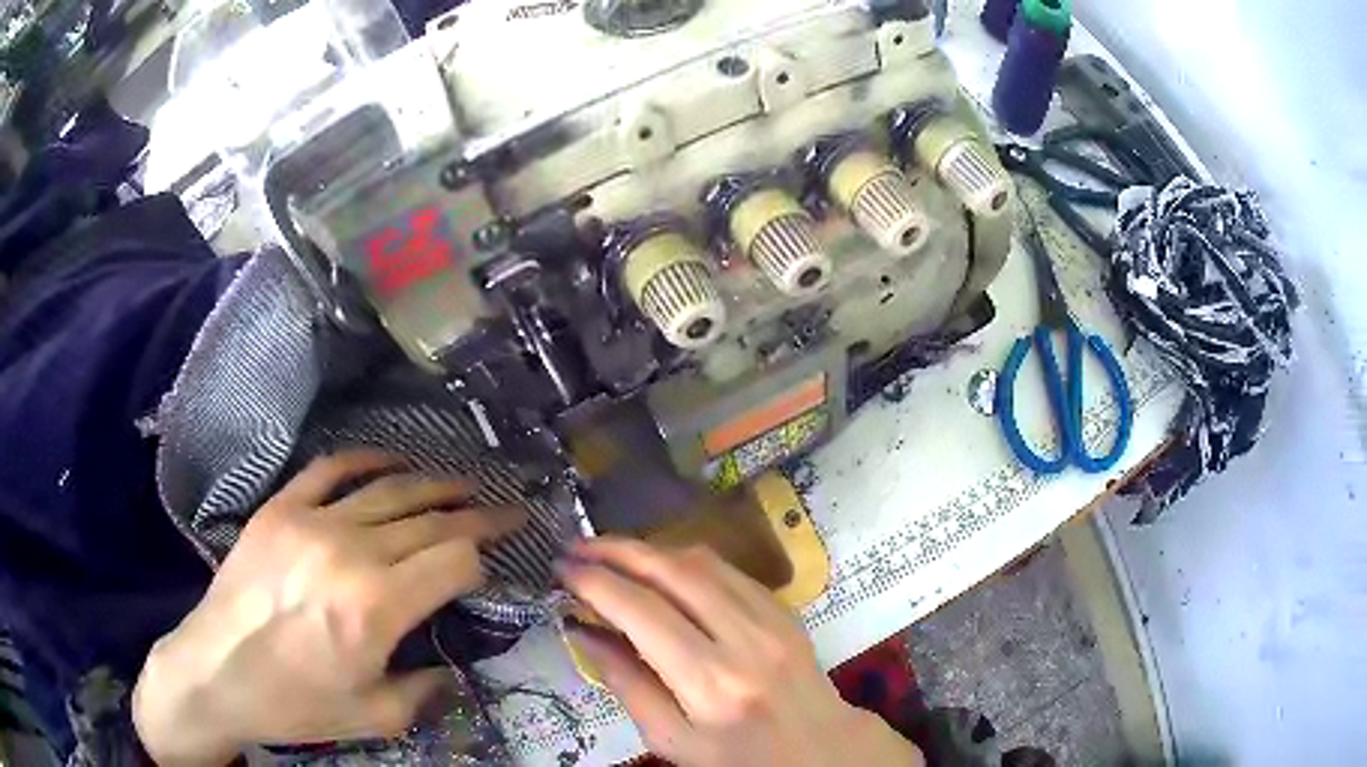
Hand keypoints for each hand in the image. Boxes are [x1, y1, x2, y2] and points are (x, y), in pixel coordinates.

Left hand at [133, 451, 525, 765]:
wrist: (217, 672)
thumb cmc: (296, 702)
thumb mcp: (374, 716)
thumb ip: (426, 690)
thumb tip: (453, 668)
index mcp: (377, 606)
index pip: (454, 560)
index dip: (483, 561)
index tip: (493, 567)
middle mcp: (350, 551)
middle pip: (430, 520)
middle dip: (476, 516)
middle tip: (507, 511)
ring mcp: (311, 521)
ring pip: (389, 489)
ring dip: (434, 485)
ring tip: (464, 486)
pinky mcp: (280, 507)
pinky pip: (331, 469)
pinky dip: (367, 459)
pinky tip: (392, 461)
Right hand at [558, 539, 924, 766]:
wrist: (819, 749)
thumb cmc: (738, 757)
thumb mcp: (671, 740)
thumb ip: (624, 683)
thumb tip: (579, 628)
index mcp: (711, 685)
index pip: (642, 613)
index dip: (596, 582)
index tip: (562, 570)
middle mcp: (745, 640)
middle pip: (673, 572)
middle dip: (616, 550)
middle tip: (577, 548)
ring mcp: (772, 618)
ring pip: (701, 561)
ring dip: (648, 549)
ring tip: (608, 553)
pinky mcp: (784, 608)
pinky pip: (727, 570)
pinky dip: (683, 560)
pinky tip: (658, 567)